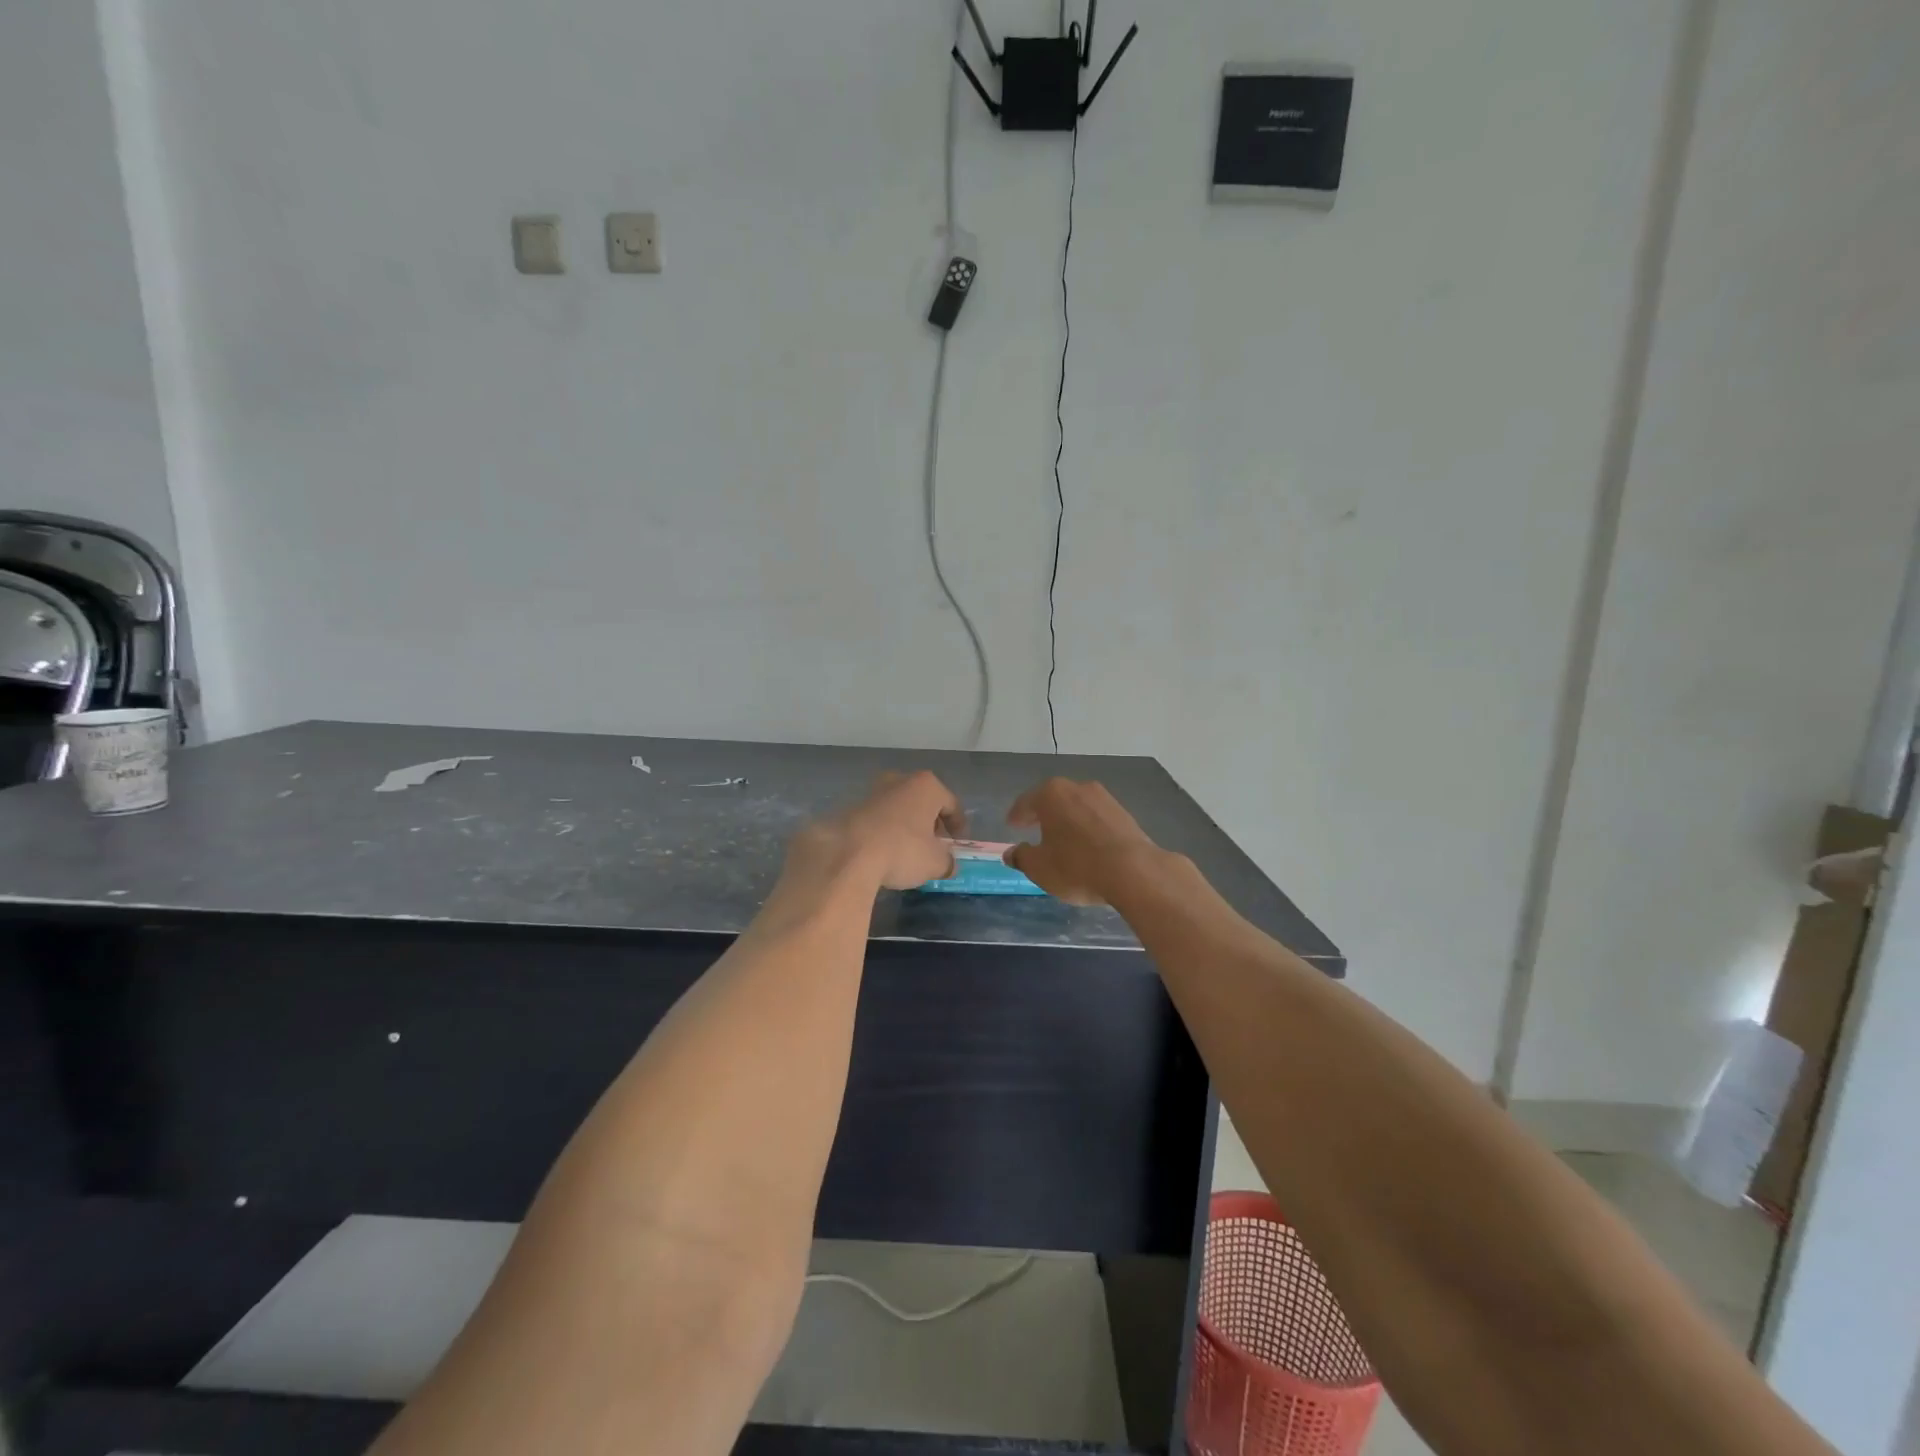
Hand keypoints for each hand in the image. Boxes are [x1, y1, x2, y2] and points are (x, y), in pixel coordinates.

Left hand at [788, 771, 965, 892]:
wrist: (847, 853)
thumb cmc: (902, 850)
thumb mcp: (935, 863)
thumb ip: (947, 862)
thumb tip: (948, 864)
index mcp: (927, 786)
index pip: (951, 804)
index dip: (958, 825)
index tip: (958, 843)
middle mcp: (900, 781)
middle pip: (923, 802)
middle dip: (930, 822)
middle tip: (934, 845)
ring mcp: (873, 791)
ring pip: (899, 808)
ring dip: (906, 826)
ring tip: (908, 851)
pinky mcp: (852, 807)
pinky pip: (878, 819)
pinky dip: (885, 832)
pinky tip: (884, 852)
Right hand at [1004, 778, 1161, 905]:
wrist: (1133, 871)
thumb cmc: (1076, 866)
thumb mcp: (1040, 868)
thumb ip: (1021, 857)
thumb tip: (1011, 853)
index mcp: (1050, 794)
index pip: (1026, 802)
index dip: (1016, 816)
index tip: (1011, 825)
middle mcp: (1077, 788)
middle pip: (1052, 799)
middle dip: (1042, 813)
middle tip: (1033, 827)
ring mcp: (1103, 798)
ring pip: (1076, 807)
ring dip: (1067, 820)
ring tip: (1061, 838)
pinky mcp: (1124, 813)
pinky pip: (1095, 818)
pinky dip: (1086, 827)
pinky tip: (1086, 844)